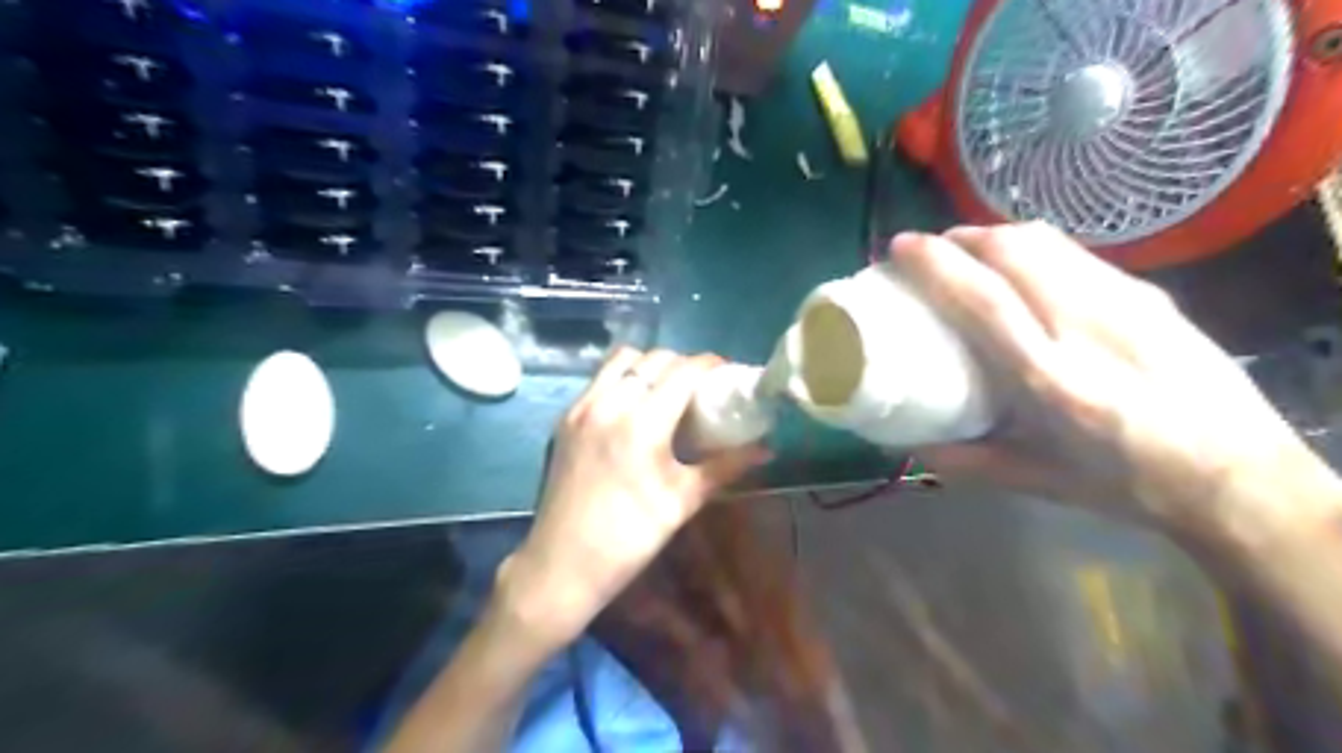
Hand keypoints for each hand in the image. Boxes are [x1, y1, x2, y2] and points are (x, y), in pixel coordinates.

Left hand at [494, 350, 770, 648]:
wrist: (562, 564)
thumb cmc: (630, 538)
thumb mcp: (683, 501)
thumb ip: (725, 467)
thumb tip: (766, 449)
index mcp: (642, 423)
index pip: (683, 371)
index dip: (710, 365)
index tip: (727, 373)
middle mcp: (609, 403)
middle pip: (654, 359)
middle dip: (683, 364)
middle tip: (701, 387)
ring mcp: (582, 407)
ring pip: (622, 360)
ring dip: (649, 365)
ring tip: (666, 390)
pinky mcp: (565, 418)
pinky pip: (599, 378)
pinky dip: (623, 377)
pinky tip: (635, 405)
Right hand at [890, 221, 1328, 538]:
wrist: (1242, 477)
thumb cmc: (1129, 484)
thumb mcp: (1037, 482)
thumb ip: (966, 461)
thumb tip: (912, 442)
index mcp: (1052, 381)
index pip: (984, 299)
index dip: (936, 264)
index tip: (902, 247)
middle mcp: (1088, 329)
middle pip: (1015, 251)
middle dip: (963, 237)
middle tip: (932, 250)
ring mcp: (1127, 304)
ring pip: (1048, 242)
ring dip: (997, 236)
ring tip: (972, 251)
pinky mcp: (1151, 294)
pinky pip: (1077, 255)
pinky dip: (1035, 249)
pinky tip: (1027, 271)